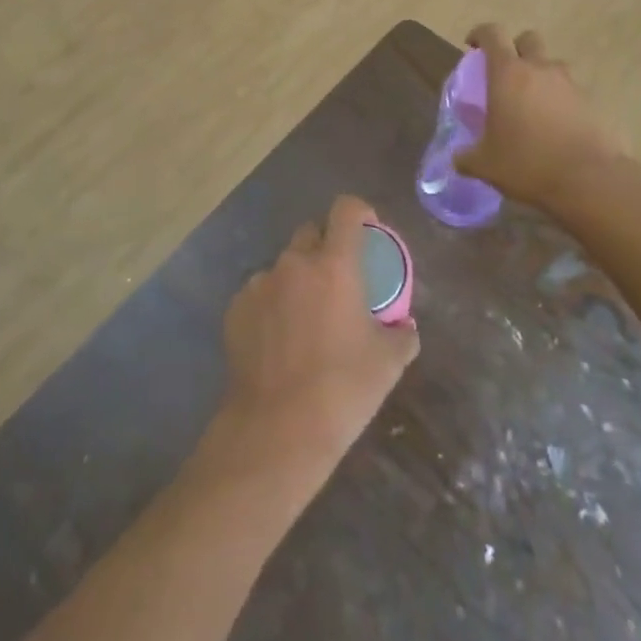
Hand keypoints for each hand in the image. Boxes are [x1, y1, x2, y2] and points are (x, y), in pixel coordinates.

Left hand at [215, 196, 418, 486]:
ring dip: (297, 280)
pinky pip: (260, 293)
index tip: (368, 230)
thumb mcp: (389, 363)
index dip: (359, 212)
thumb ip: (402, 334)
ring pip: (283, 266)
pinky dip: (272, 305)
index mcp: (335, 265)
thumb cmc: (342, 390)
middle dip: (326, 247)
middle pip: (311, 233)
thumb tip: (404, 325)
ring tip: (305, 319)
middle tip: (338, 281)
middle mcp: (294, 263)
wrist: (277, 430)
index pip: (346, 209)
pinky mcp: (236, 309)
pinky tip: (278, 341)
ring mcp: (260, 284)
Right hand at [455, 24, 622, 208]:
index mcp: (508, 73)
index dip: (480, 34)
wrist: (590, 181)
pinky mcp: (592, 103)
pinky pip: (570, 92)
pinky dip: (560, 101)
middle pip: (528, 40)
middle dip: (515, 49)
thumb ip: (467, 156)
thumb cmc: (527, 163)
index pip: (492, 34)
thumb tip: (458, 158)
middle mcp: (540, 69)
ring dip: (540, 75)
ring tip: (531, 104)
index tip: (472, 47)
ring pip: (552, 65)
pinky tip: (554, 127)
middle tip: (505, 73)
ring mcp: (570, 84)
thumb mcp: (485, 165)